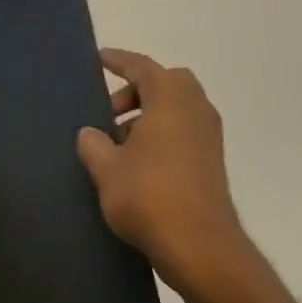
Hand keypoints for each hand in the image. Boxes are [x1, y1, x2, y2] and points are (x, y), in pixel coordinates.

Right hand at [78, 48, 247, 293]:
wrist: (198, 244)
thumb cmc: (148, 196)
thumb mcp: (106, 169)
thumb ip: (93, 145)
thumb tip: (90, 133)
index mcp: (171, 100)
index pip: (142, 67)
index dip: (119, 61)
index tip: (100, 58)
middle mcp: (196, 109)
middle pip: (165, 84)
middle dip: (136, 91)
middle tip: (108, 112)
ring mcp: (208, 136)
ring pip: (175, 110)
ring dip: (147, 116)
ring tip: (116, 144)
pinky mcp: (211, 161)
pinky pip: (182, 132)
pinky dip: (160, 135)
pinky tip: (136, 164)